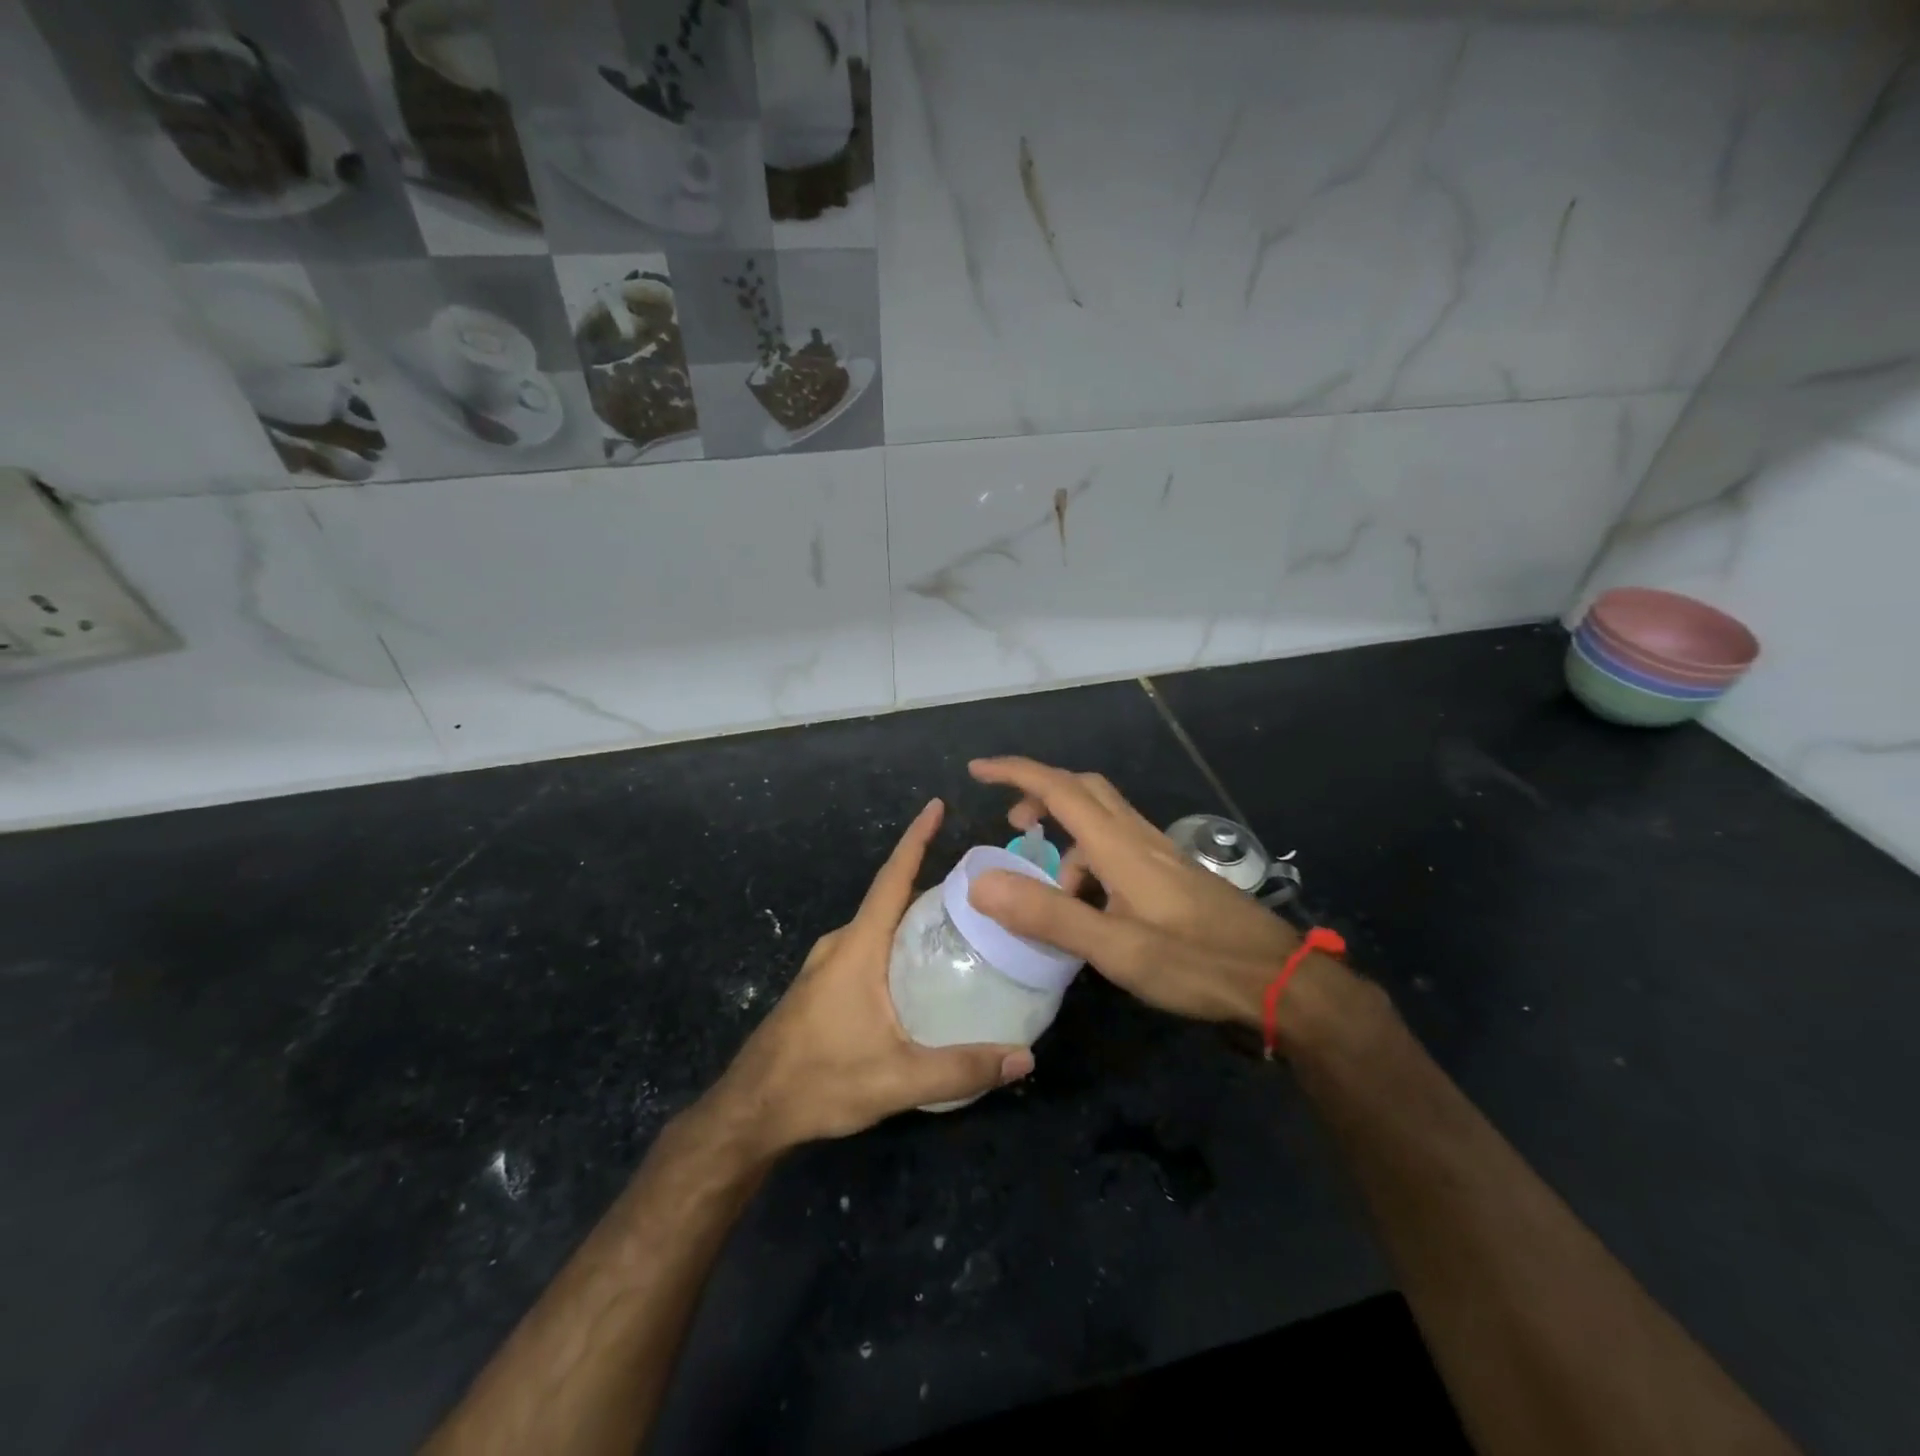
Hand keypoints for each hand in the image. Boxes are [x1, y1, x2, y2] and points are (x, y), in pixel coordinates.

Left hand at [705, 797, 1033, 1154]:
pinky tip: (921, 968)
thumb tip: (1025, 1059)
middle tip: (979, 885)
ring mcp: (827, 964)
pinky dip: (897, 941)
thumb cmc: (820, 1082)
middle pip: (890, 898)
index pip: (892, 878)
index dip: (916, 839)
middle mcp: (841, 944)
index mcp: (858, 946)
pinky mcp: (823, 985)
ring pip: (879, 925)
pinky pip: (868, 946)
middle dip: (930, 881)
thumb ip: (962, 1068)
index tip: (937, 805)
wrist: (751, 1111)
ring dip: (913, 915)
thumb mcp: (897, 1079)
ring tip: (960, 923)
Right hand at [964, 757, 1304, 1027]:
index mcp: (1119, 845)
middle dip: (1040, 796)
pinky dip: (1091, 862)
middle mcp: (1138, 837)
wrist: (1277, 980)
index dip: (1015, 773)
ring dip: (1067, 840)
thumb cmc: (1195, 962)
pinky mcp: (1172, 873)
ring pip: (1101, 821)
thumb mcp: (1115, 947)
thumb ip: (1048, 915)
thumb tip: (981, 883)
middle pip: (1083, 789)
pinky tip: (1094, 910)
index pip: (1058, 788)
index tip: (977, 770)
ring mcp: (1159, 853)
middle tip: (1013, 827)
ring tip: (1055, 896)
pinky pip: (1118, 848)